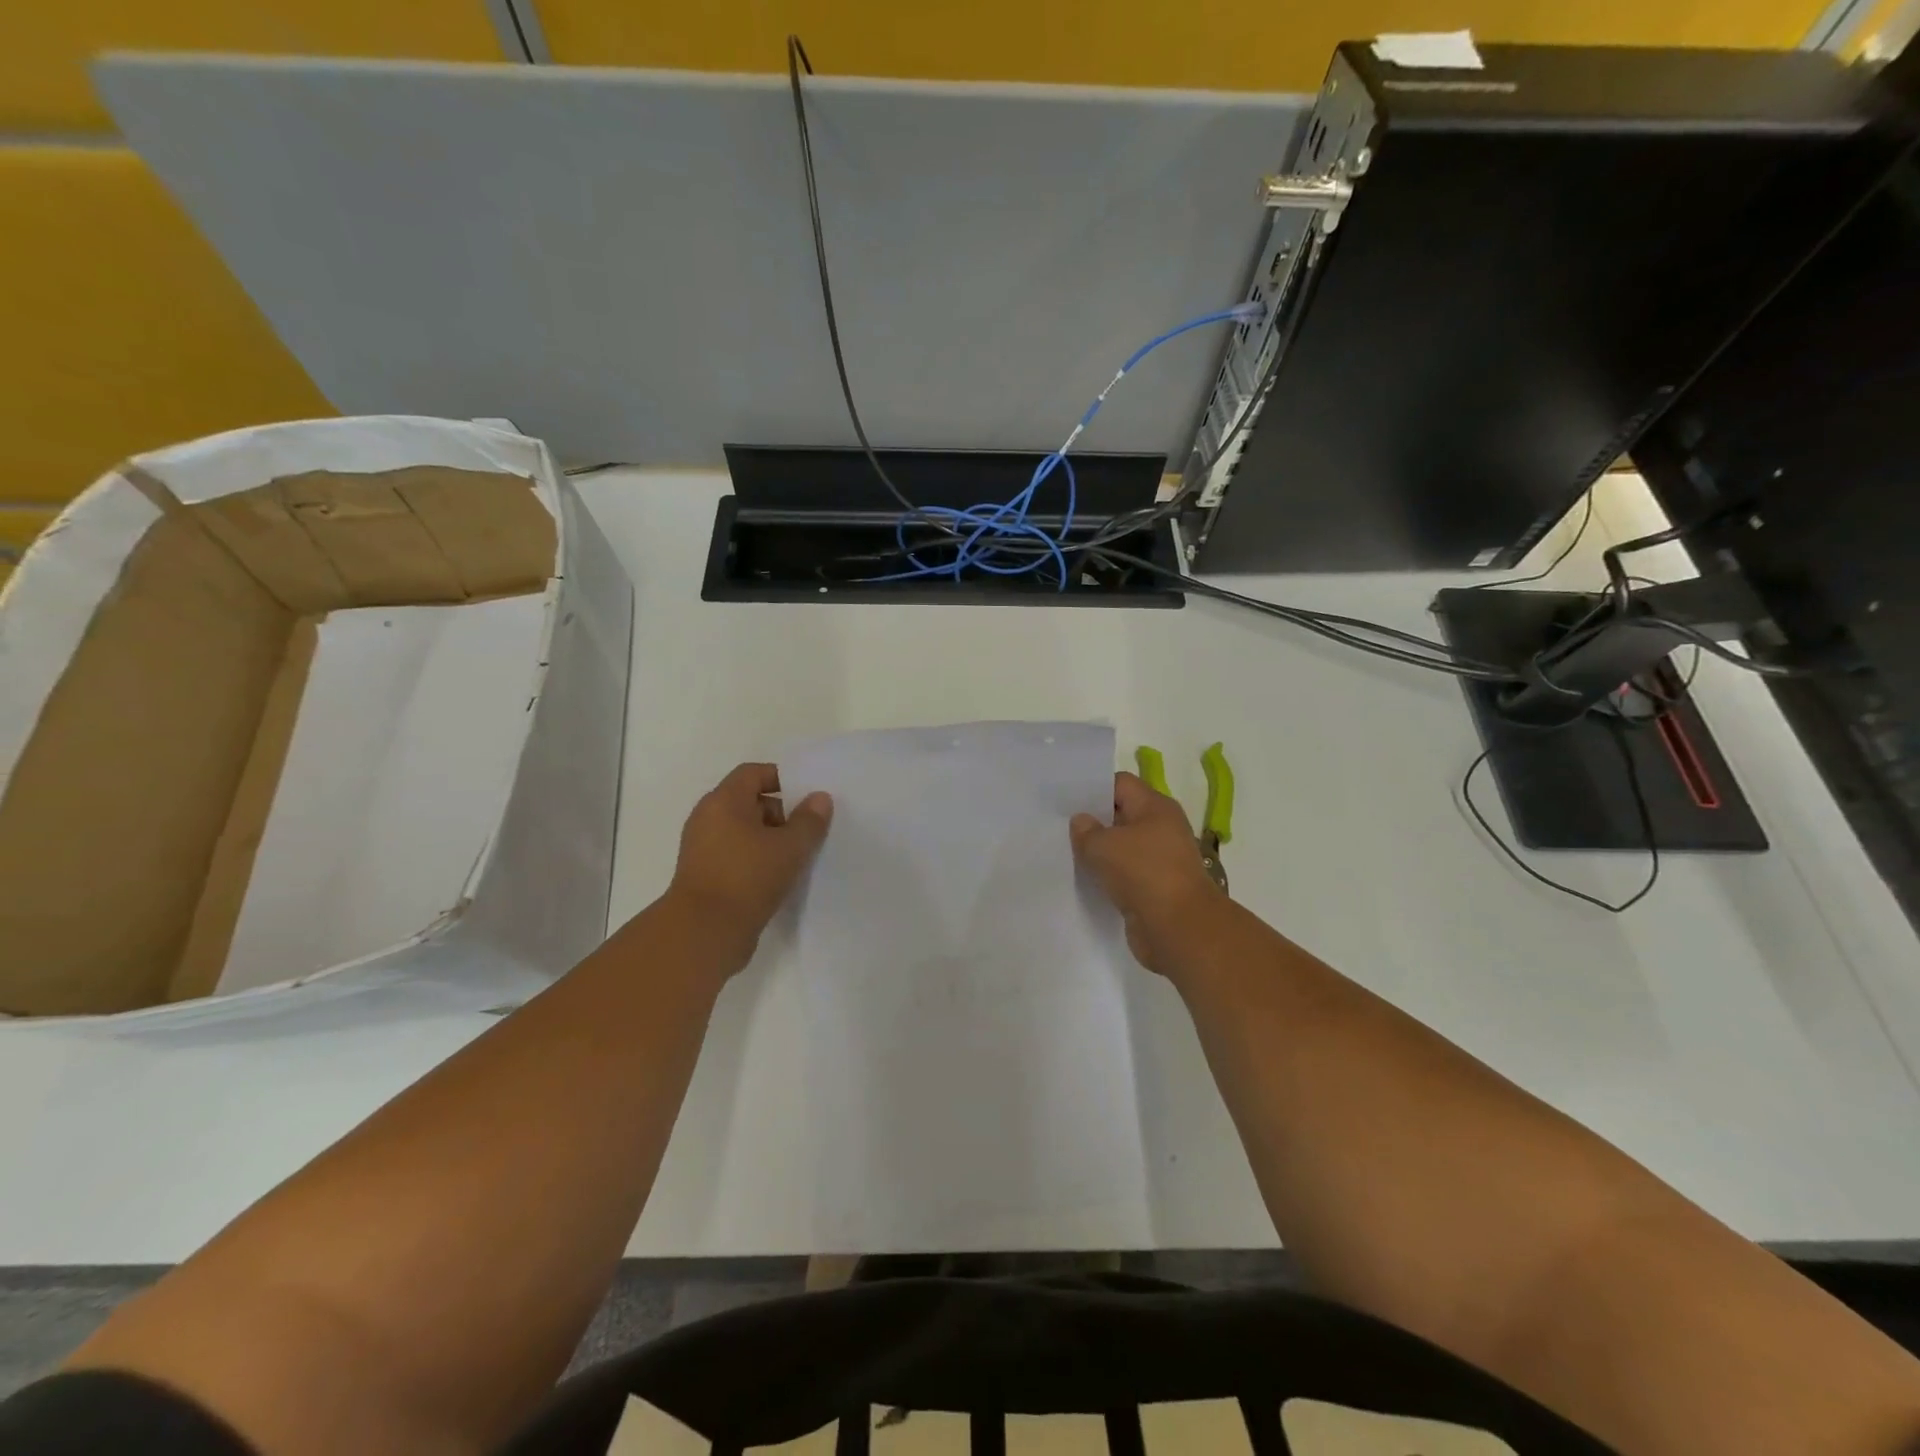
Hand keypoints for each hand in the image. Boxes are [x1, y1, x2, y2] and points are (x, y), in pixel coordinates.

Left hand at [665, 764, 832, 961]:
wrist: (704, 933)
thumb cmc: (748, 878)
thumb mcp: (790, 847)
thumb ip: (809, 820)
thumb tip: (819, 798)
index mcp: (723, 801)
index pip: (753, 773)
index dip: (781, 778)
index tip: (807, 796)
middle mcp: (708, 818)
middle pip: (748, 801)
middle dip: (780, 813)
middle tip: (807, 831)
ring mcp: (703, 848)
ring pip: (743, 831)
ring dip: (770, 840)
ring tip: (797, 857)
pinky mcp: (704, 875)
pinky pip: (736, 855)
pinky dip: (757, 860)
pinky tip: (779, 877)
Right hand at [1071, 771, 1224, 975]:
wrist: (1179, 929)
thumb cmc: (1144, 873)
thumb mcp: (1104, 845)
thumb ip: (1086, 830)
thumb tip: (1081, 821)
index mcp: (1156, 807)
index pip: (1120, 784)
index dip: (1092, 789)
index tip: (1064, 800)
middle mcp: (1162, 828)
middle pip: (1121, 816)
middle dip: (1092, 822)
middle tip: (1059, 827)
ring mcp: (1160, 860)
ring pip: (1122, 848)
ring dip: (1099, 853)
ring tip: (1067, 854)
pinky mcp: (1155, 888)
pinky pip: (1125, 875)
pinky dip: (1107, 877)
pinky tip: (1085, 881)